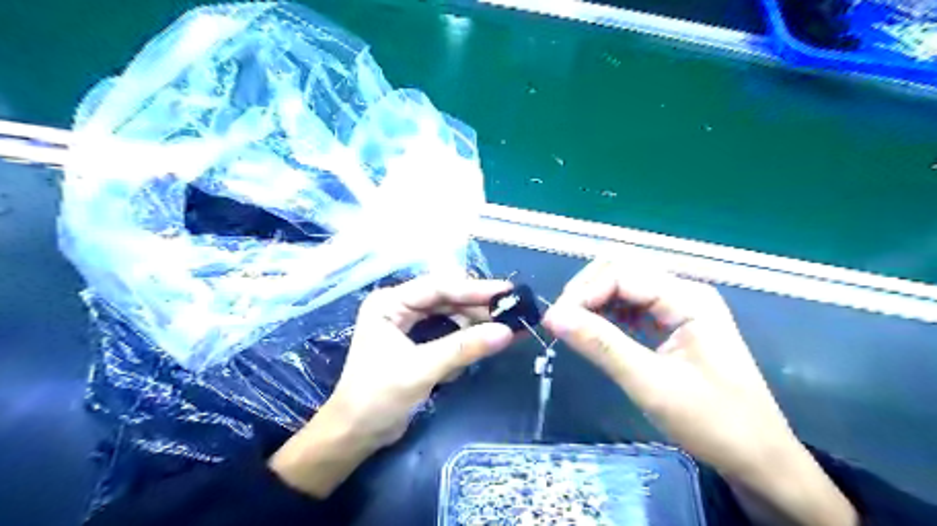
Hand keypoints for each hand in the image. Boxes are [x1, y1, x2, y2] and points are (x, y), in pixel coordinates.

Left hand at [272, 275, 515, 495]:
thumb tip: (507, 332)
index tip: (507, 290)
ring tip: (509, 325)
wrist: (355, 435)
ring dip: (477, 322)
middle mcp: (399, 307)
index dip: (474, 289)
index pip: (437, 287)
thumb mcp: (421, 369)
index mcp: (389, 303)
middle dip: (478, 306)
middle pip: (446, 298)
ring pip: (451, 315)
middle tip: (513, 308)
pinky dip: (467, 338)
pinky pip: (449, 332)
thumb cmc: (378, 398)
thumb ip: (463, 348)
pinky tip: (487, 340)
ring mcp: (409, 324)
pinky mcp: (418, 342)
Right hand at [541, 261, 854, 524]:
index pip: (622, 274)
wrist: (759, 458)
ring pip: (624, 286)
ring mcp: (679, 307)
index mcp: (688, 298)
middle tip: (561, 321)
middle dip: (587, 290)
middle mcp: (684, 292)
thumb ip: (600, 345)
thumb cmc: (713, 422)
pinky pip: (632, 306)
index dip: (583, 291)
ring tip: (571, 326)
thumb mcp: (651, 383)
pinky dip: (607, 313)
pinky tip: (594, 331)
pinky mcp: (673, 323)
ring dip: (594, 300)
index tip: (554, 320)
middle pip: (622, 270)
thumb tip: (552, 317)